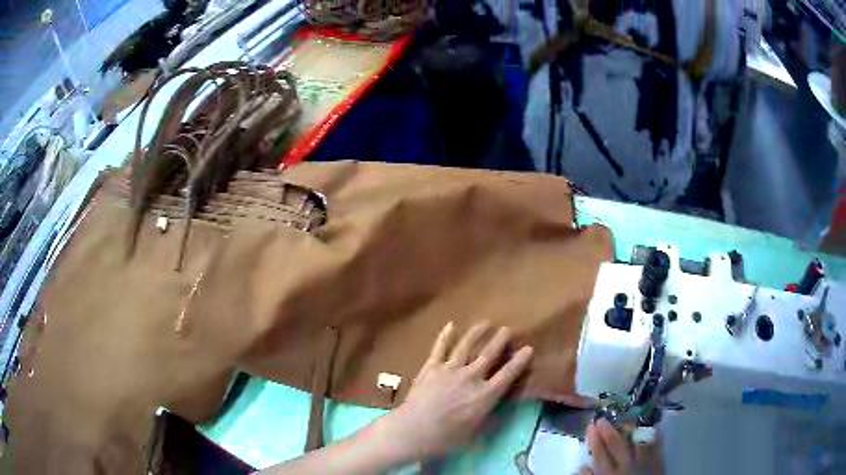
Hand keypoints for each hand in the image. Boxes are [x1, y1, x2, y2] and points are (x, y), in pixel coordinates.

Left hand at [380, 321, 533, 460]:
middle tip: (508, 329)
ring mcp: (450, 369)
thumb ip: (487, 420)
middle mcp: (471, 377)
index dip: (519, 361)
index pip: (508, 375)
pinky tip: (450, 325)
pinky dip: (445, 336)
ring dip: (477, 333)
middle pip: (489, 354)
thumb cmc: (446, 439)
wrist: (414, 430)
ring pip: (467, 346)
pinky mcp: (431, 367)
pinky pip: (440, 348)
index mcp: (485, 395)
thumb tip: (498, 412)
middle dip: (500, 340)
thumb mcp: (474, 434)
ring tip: (486, 322)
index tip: (528, 348)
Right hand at [580, 419, 664, 474]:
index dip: (594, 440)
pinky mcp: (659, 460)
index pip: (600, 454)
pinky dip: (654, 434)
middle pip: (617, 443)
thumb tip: (582, 467)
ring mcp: (644, 460)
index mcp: (609, 474)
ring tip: (623, 422)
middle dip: (608, 430)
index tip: (591, 427)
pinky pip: (657, 443)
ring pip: (637, 439)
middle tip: (602, 420)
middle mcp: (626, 464)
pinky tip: (650, 428)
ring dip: (629, 429)